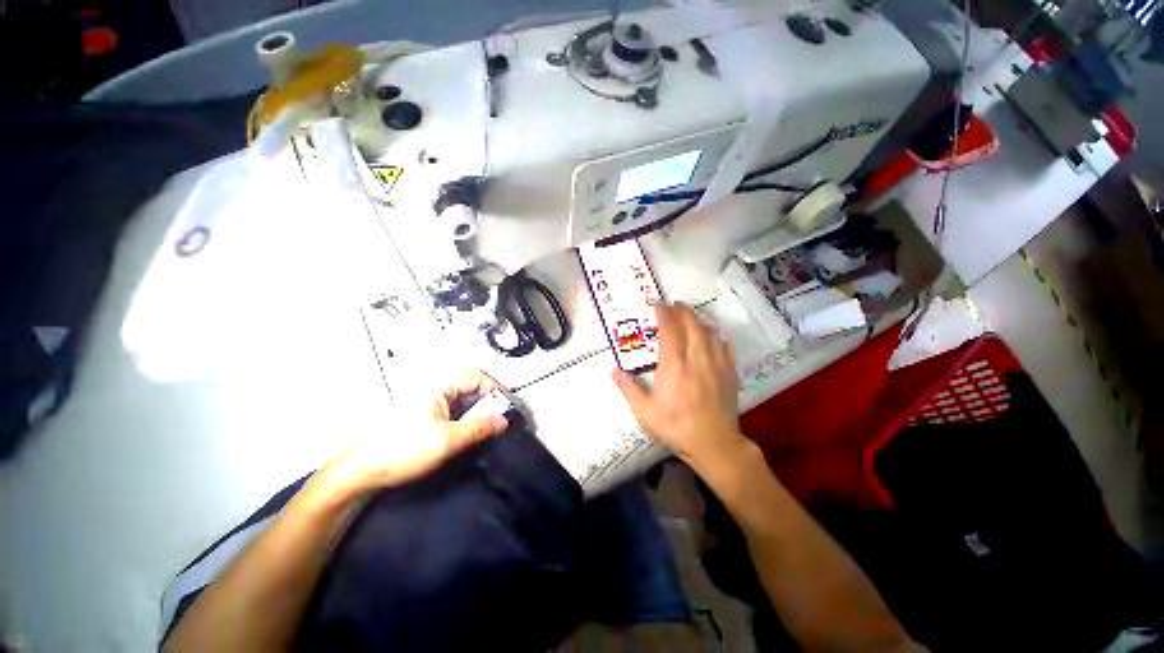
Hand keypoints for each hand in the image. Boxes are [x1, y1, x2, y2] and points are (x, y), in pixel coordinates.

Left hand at [312, 370, 509, 504]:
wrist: (360, 472)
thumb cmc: (402, 451)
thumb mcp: (447, 440)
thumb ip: (479, 428)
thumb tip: (504, 421)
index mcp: (438, 387)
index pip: (476, 376)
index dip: (495, 388)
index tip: (507, 407)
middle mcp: (433, 389)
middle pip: (470, 385)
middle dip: (489, 399)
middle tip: (500, 417)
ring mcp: (427, 403)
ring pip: (462, 398)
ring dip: (478, 409)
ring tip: (488, 427)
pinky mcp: (423, 416)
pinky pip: (453, 410)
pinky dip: (466, 417)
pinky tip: (469, 433)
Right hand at [613, 303, 748, 472]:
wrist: (714, 444)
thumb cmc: (676, 427)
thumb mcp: (644, 411)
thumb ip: (628, 388)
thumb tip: (613, 371)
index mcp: (674, 365)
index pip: (669, 330)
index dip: (663, 313)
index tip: (656, 304)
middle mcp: (696, 359)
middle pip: (691, 325)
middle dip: (682, 311)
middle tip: (674, 305)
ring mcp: (716, 364)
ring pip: (709, 332)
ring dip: (698, 320)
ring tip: (689, 317)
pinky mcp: (729, 373)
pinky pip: (725, 347)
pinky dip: (717, 336)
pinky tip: (713, 336)